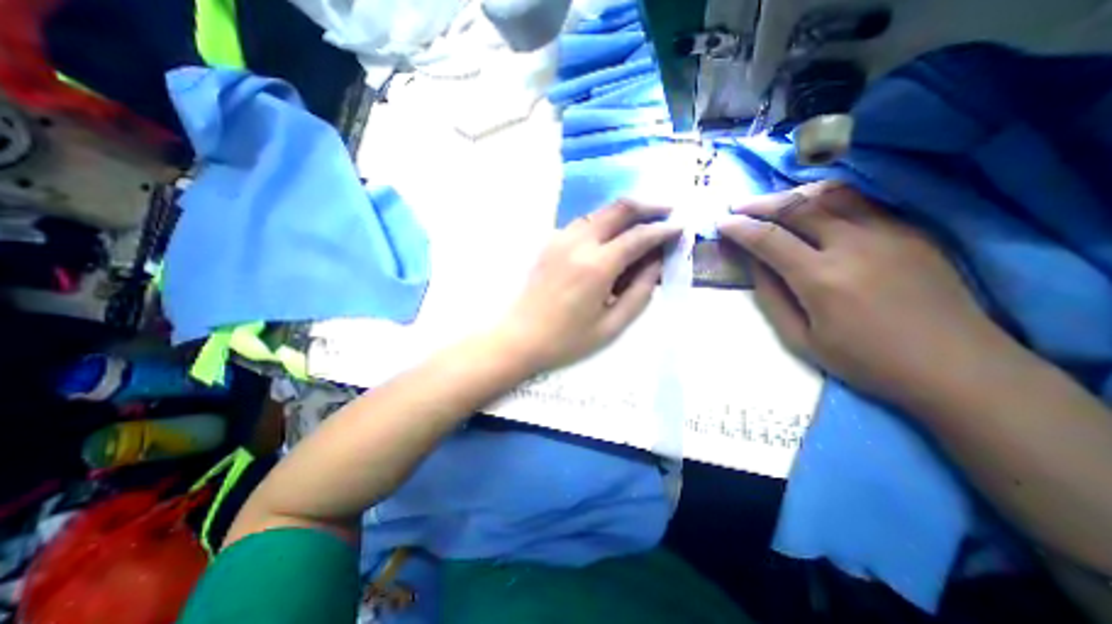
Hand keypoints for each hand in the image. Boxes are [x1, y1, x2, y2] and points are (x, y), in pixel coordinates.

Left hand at [501, 203, 682, 371]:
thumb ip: (641, 291)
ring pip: (600, 212)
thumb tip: (656, 262)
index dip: (663, 230)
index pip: (639, 236)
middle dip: (648, 206)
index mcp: (597, 265)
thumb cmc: (567, 339)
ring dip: (624, 212)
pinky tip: (610, 235)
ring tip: (642, 223)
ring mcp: (561, 239)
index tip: (680, 228)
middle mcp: (579, 242)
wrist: (520, 337)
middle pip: (619, 209)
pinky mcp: (550, 242)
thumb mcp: (612, 324)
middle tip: (667, 211)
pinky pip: (583, 223)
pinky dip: (603, 222)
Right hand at [718, 181, 1004, 405]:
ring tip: (773, 203)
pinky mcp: (911, 231)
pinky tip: (815, 209)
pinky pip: (861, 202)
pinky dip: (828, 199)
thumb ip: (771, 296)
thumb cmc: (865, 360)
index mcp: (821, 278)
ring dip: (794, 195)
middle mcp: (853, 245)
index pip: (768, 238)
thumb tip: (754, 262)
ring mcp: (888, 232)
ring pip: (831, 194)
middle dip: (760, 204)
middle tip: (739, 207)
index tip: (722, 224)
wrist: (955, 366)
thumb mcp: (800, 339)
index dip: (740, 228)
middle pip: (797, 207)